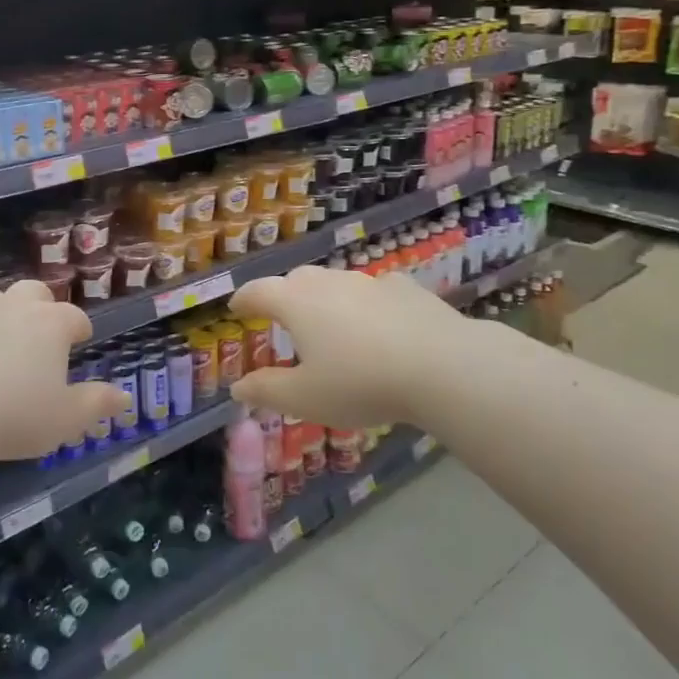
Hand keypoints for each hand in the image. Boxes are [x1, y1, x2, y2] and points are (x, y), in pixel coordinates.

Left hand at [0, 280, 122, 462]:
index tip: (81, 340)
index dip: (80, 328)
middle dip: (41, 306)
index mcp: (50, 323)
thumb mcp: (66, 419)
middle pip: (34, 292)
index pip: (75, 316)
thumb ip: (97, 404)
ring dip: (1, 313)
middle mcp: (14, 306)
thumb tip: (124, 396)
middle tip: (40, 334)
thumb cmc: (15, 416)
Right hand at [227, 266, 477, 428]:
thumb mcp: (305, 398)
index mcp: (295, 302)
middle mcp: (327, 282)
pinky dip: (366, 303)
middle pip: (295, 280)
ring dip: (325, 299)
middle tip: (282, 320)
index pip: (257, 291)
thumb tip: (237, 388)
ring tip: (330, 325)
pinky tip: (379, 324)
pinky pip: (375, 290)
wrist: (442, 366)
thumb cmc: (361, 382)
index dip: (243, 300)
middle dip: (283, 296)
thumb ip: (266, 391)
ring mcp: (368, 281)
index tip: (236, 309)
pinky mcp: (405, 288)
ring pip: (335, 282)